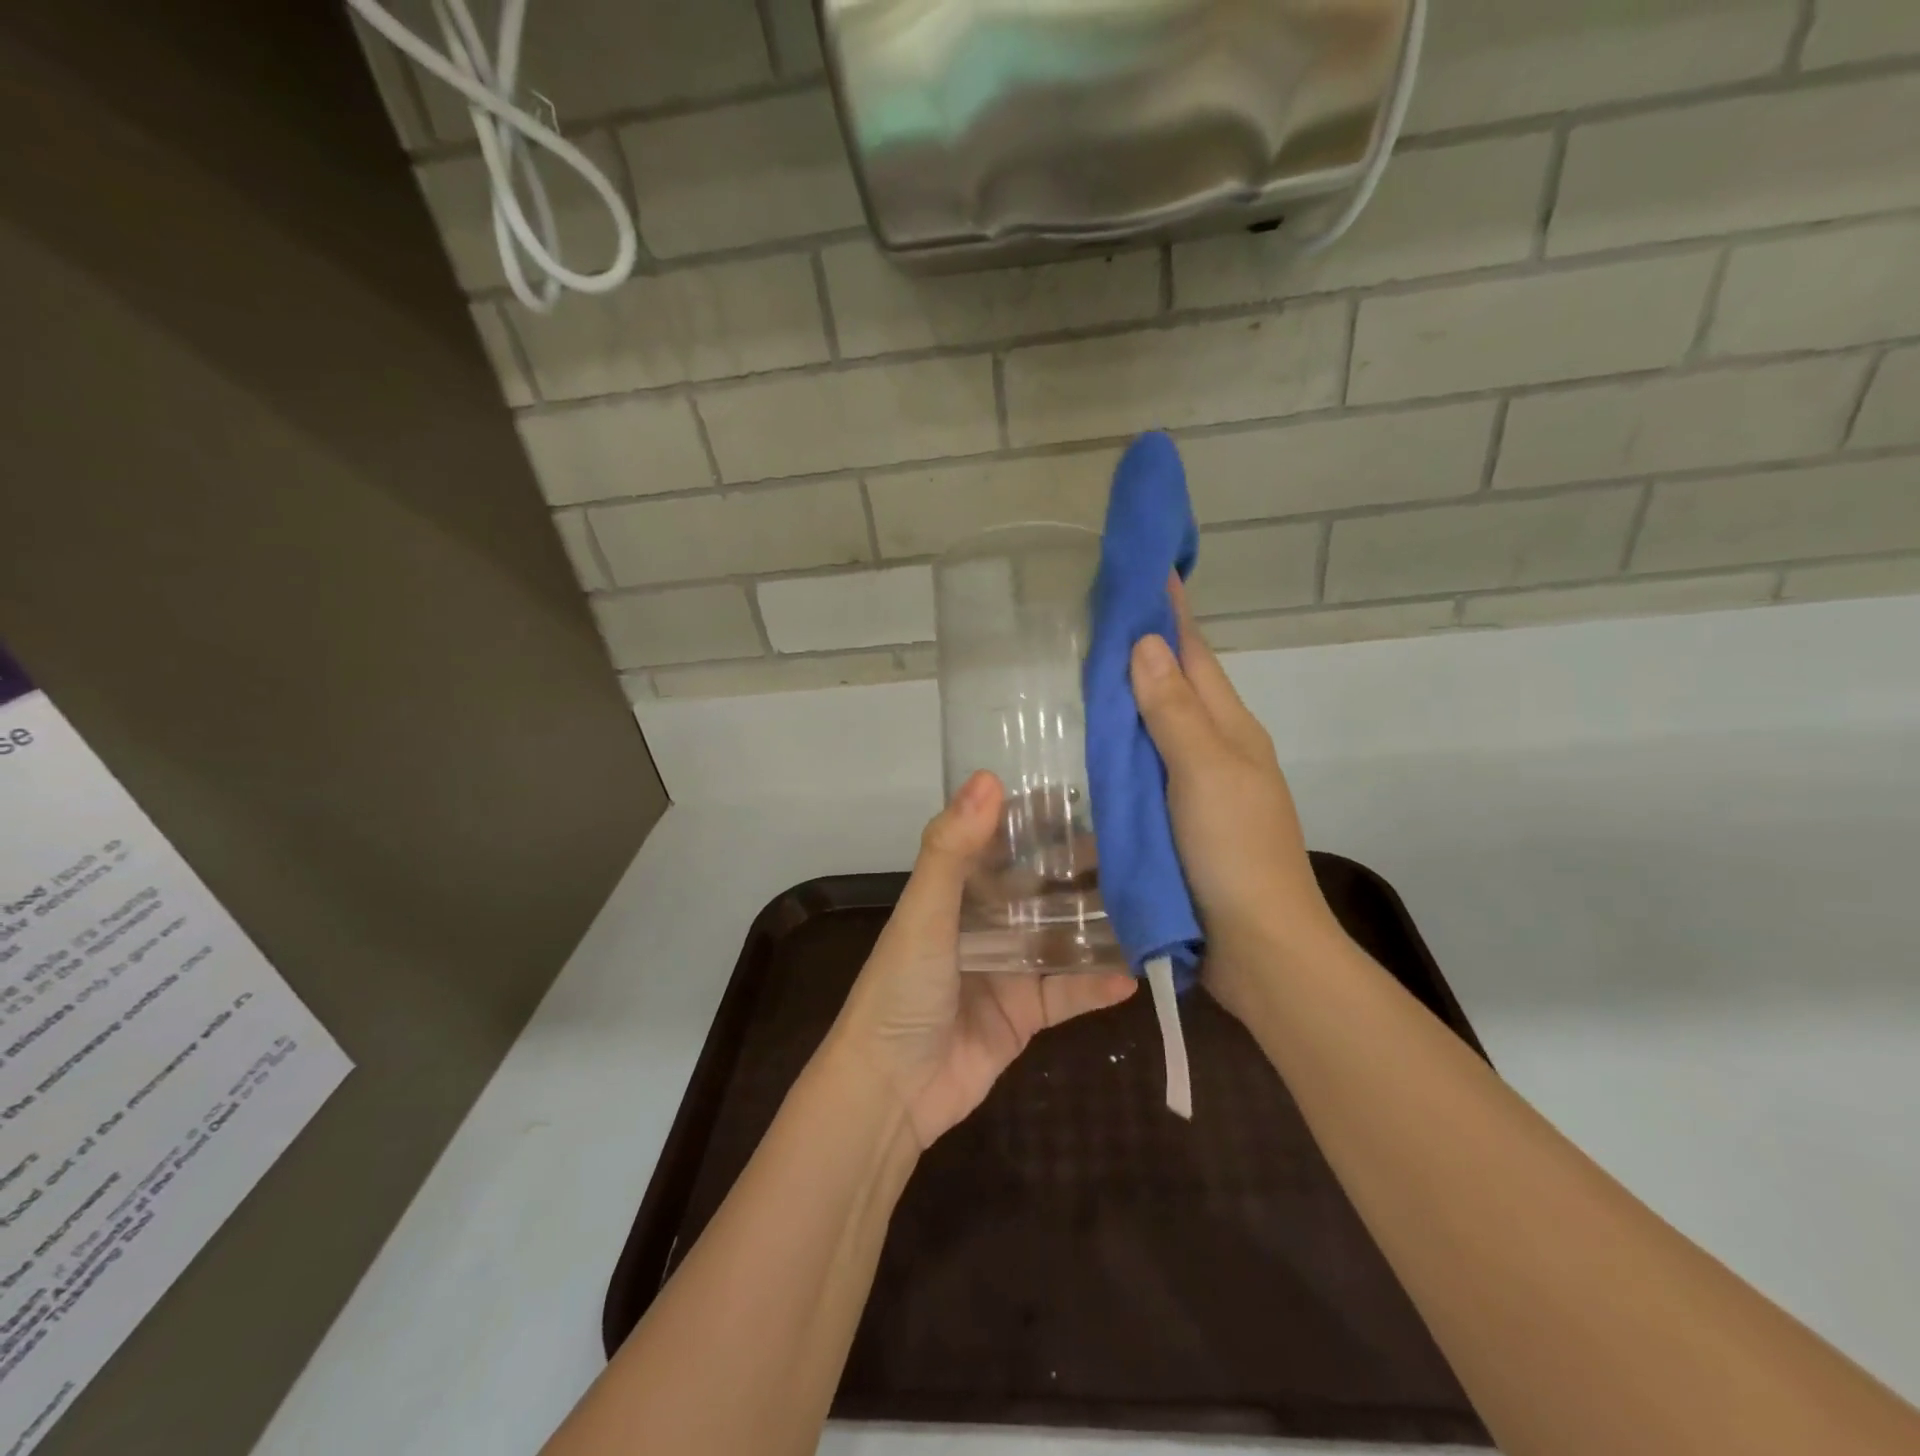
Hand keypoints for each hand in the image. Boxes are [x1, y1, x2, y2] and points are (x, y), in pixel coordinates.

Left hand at [830, 771, 1136, 1148]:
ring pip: (1062, 936)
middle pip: (1041, 886)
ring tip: (1152, 902)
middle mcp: (985, 922)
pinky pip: (1069, 993)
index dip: (1038, 818)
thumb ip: (953, 849)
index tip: (1086, 793)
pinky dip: (1098, 984)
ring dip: (1100, 923)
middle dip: (1082, 868)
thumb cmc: (901, 989)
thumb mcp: (924, 913)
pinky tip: (1136, 974)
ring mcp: (1008, 968)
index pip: (1002, 840)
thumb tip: (989, 777)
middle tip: (1139, 847)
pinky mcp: (1025, 1014)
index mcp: (956, 890)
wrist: (890, 1091)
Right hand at [1128, 580, 1342, 1023]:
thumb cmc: (1235, 852)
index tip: (1146, 570)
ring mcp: (1201, 789)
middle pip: (1178, 686)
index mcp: (1230, 729)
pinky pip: (1148, 772)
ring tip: (1087, 673)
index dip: (1170, 613)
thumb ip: (1173, 711)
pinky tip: (1097, 750)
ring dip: (1133, 698)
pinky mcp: (1182, 824)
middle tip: (1098, 617)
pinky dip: (1126, 751)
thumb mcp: (1204, 773)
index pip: (1194, 654)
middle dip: (1146, 648)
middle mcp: (1218, 750)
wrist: (1259, 947)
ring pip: (1161, 729)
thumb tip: (1146, 644)